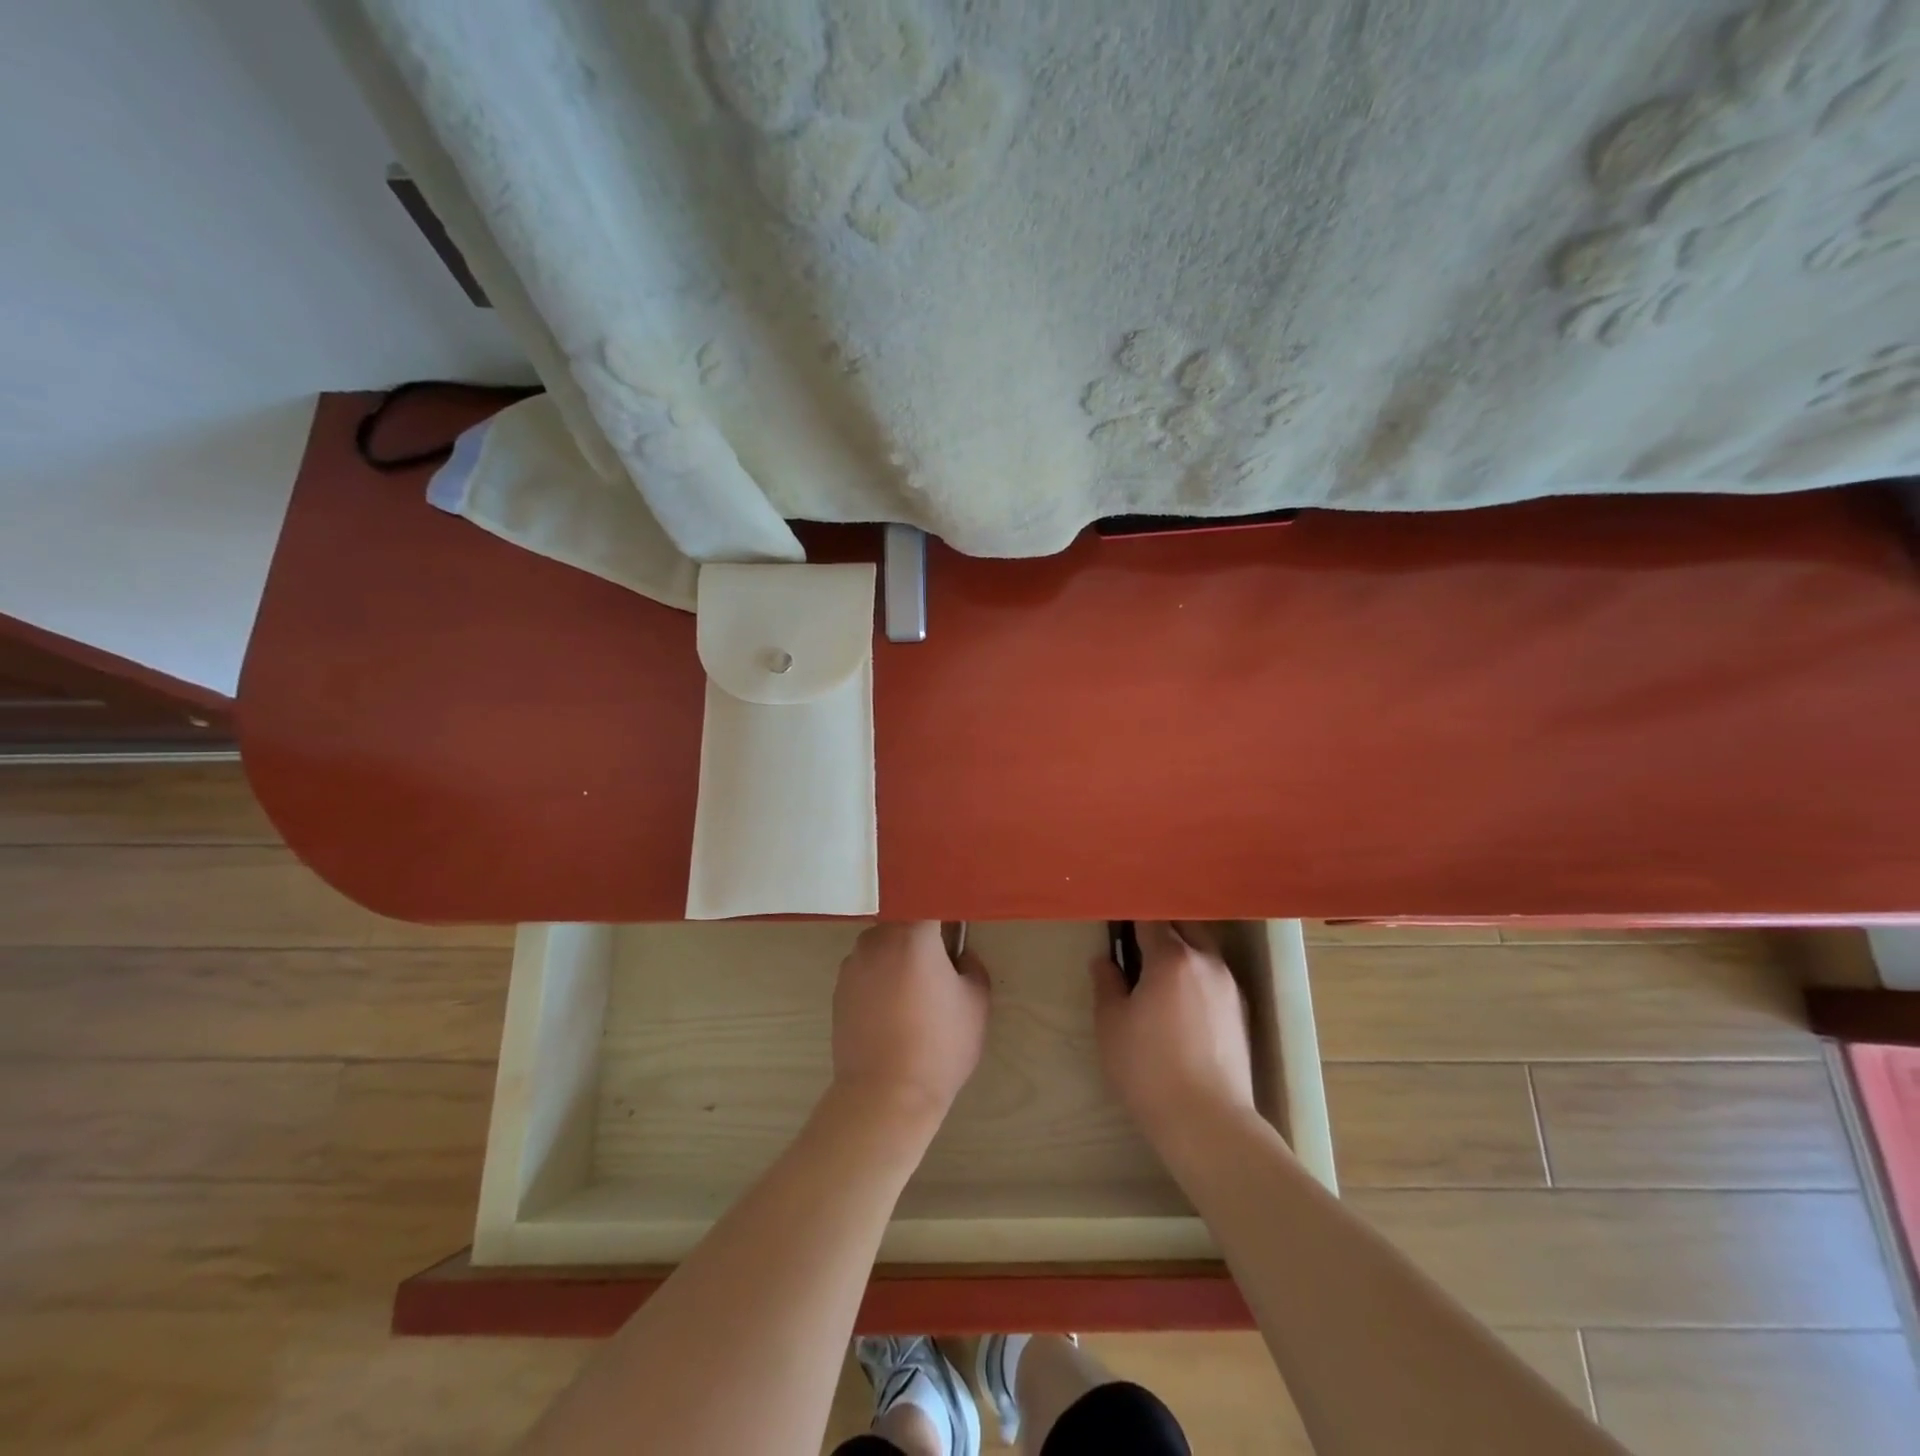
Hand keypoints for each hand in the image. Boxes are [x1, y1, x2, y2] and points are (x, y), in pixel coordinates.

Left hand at [832, 922, 989, 1123]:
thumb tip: (957, 956)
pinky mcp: (838, 989)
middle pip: (903, 921)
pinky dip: (880, 978)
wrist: (886, 1095)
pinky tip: (892, 1009)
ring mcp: (853, 964)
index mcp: (912, 935)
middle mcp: (877, 939)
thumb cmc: (939, 1045)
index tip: (956, 921)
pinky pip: (866, 969)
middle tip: (940, 961)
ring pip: (882, 945)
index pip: (929, 899)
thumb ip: (970, 966)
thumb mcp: (976, 1003)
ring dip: (898, 956)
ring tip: (914, 992)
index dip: (944, 908)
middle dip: (921, 934)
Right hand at [1091, 921, 1256, 1146]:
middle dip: (1161, 926)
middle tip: (1136, 942)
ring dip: (1182, 949)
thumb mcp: (1111, 1024)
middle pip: (1184, 925)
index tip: (1116, 923)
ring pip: (1203, 950)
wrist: (1207, 1122)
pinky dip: (1196, 974)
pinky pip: (1214, 976)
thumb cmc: (1148, 1068)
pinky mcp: (1241, 1012)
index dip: (1131, 916)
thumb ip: (1107, 984)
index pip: (1150, 918)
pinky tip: (1181, 1000)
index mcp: (1172, 957)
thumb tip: (1105, 960)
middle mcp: (1206, 961)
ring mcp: (1229, 986)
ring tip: (1158, 971)